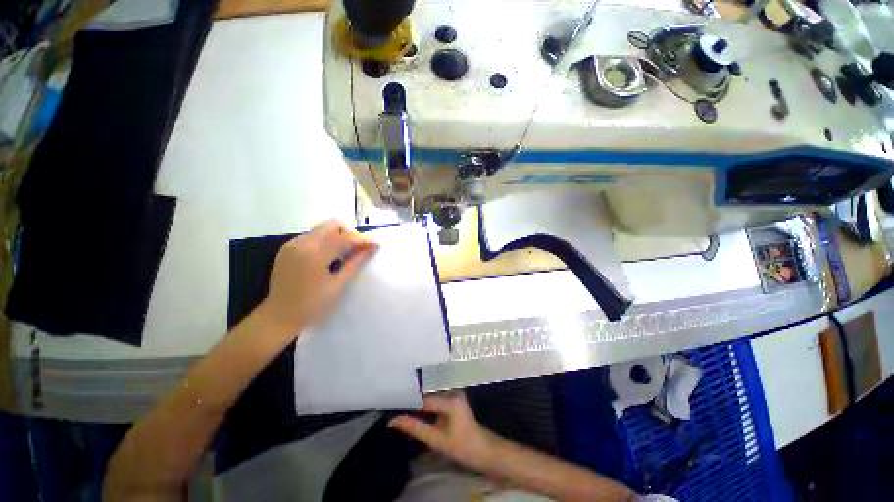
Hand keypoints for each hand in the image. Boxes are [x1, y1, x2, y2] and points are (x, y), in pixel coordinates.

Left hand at [260, 219, 377, 334]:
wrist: (278, 317)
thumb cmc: (312, 305)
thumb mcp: (337, 285)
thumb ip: (355, 263)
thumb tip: (371, 248)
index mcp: (315, 253)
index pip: (345, 237)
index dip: (363, 240)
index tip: (376, 245)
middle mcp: (302, 243)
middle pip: (332, 225)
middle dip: (349, 234)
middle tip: (358, 250)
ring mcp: (292, 244)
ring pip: (321, 229)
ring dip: (337, 236)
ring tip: (344, 255)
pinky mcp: (287, 249)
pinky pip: (311, 237)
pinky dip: (324, 241)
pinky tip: (327, 257)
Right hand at [389, 392, 496, 471]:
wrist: (484, 450)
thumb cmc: (462, 447)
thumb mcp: (436, 440)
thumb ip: (415, 428)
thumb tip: (393, 420)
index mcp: (450, 399)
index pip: (423, 399)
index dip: (407, 404)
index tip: (392, 408)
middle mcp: (453, 391)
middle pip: (427, 394)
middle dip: (412, 402)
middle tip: (396, 409)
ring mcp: (455, 393)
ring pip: (431, 396)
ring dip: (418, 404)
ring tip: (403, 410)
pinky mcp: (455, 398)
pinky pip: (436, 399)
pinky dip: (426, 406)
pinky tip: (417, 413)